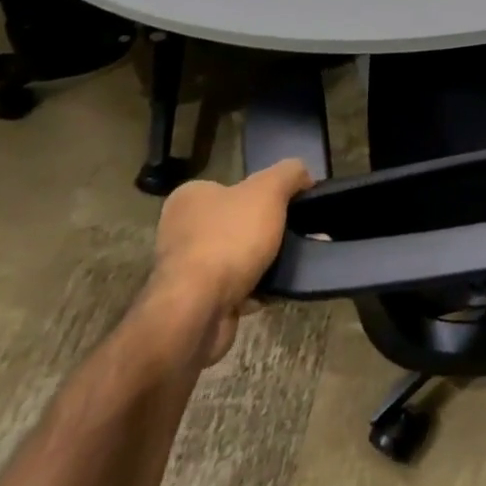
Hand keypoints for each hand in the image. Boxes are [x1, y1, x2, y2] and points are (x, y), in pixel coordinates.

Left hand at [149, 159, 313, 365]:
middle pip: (240, 221)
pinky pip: (237, 286)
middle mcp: (181, 230)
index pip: (235, 186)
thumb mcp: (268, 190)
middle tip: (299, 232)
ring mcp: (186, 269)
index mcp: (191, 198)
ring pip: (240, 255)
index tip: (291, 204)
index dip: (266, 193)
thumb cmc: (228, 239)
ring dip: (267, 259)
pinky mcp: (196, 302)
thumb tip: (303, 176)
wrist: (196, 312)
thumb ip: (289, 173)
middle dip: (271, 228)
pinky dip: (258, 287)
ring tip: (295, 260)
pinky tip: (278, 287)